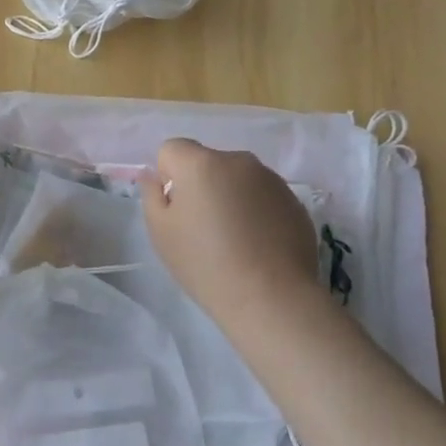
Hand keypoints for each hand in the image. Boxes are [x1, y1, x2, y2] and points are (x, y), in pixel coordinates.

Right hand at [142, 138, 321, 330]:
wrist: (270, 296)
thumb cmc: (205, 263)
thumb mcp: (161, 232)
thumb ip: (151, 195)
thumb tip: (154, 177)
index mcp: (201, 163)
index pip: (172, 149)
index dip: (168, 176)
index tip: (176, 209)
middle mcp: (238, 160)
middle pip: (207, 162)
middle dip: (201, 185)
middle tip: (202, 228)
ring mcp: (271, 179)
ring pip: (237, 179)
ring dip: (230, 197)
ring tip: (233, 239)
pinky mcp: (294, 200)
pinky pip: (262, 196)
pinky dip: (255, 211)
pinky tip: (257, 245)